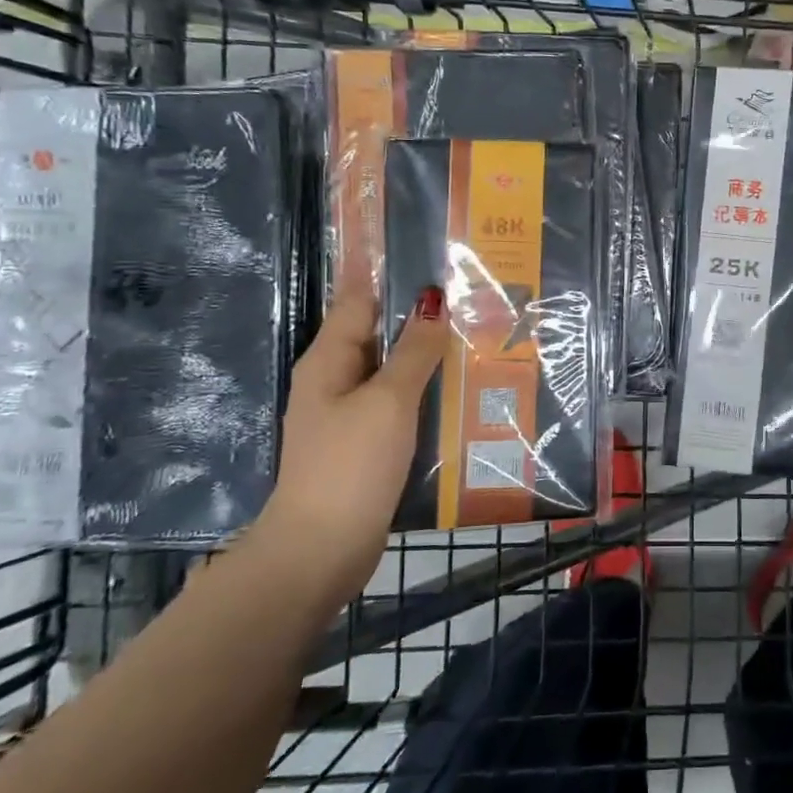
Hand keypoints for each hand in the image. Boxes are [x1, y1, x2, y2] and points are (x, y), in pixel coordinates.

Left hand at [251, 283, 447, 604]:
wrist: (321, 548)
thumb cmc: (351, 465)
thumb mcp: (387, 401)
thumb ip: (413, 352)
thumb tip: (432, 301)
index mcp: (329, 360)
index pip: (358, 299)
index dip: (383, 270)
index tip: (413, 244)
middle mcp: (335, 380)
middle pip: (378, 332)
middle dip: (415, 311)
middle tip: (464, 290)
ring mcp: (349, 413)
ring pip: (392, 368)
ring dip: (424, 351)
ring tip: (471, 331)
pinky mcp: (366, 442)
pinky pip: (398, 401)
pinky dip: (423, 388)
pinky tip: (455, 387)